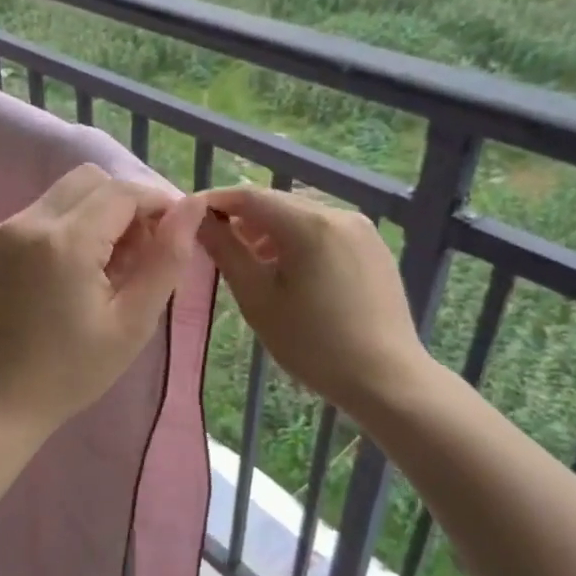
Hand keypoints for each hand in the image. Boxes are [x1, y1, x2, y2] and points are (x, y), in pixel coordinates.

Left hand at [0, 164, 205, 436]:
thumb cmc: (71, 371)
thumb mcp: (132, 323)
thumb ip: (166, 259)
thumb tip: (192, 207)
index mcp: (65, 242)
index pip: (122, 192)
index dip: (157, 203)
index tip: (174, 234)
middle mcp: (29, 222)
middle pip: (92, 180)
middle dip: (126, 204)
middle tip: (140, 252)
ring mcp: (5, 229)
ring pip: (66, 192)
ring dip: (98, 212)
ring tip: (110, 265)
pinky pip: (43, 212)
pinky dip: (70, 224)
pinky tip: (77, 270)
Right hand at [196, 186, 428, 420]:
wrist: (386, 379)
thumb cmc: (313, 344)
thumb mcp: (257, 299)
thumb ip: (226, 252)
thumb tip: (199, 221)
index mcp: (309, 224)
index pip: (249, 196)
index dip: (215, 202)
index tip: (189, 218)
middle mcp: (339, 214)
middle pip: (278, 203)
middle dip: (244, 219)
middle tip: (219, 247)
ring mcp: (362, 229)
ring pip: (302, 216)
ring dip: (271, 231)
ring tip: (254, 265)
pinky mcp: (374, 247)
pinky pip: (325, 231)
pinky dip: (300, 241)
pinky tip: (292, 274)